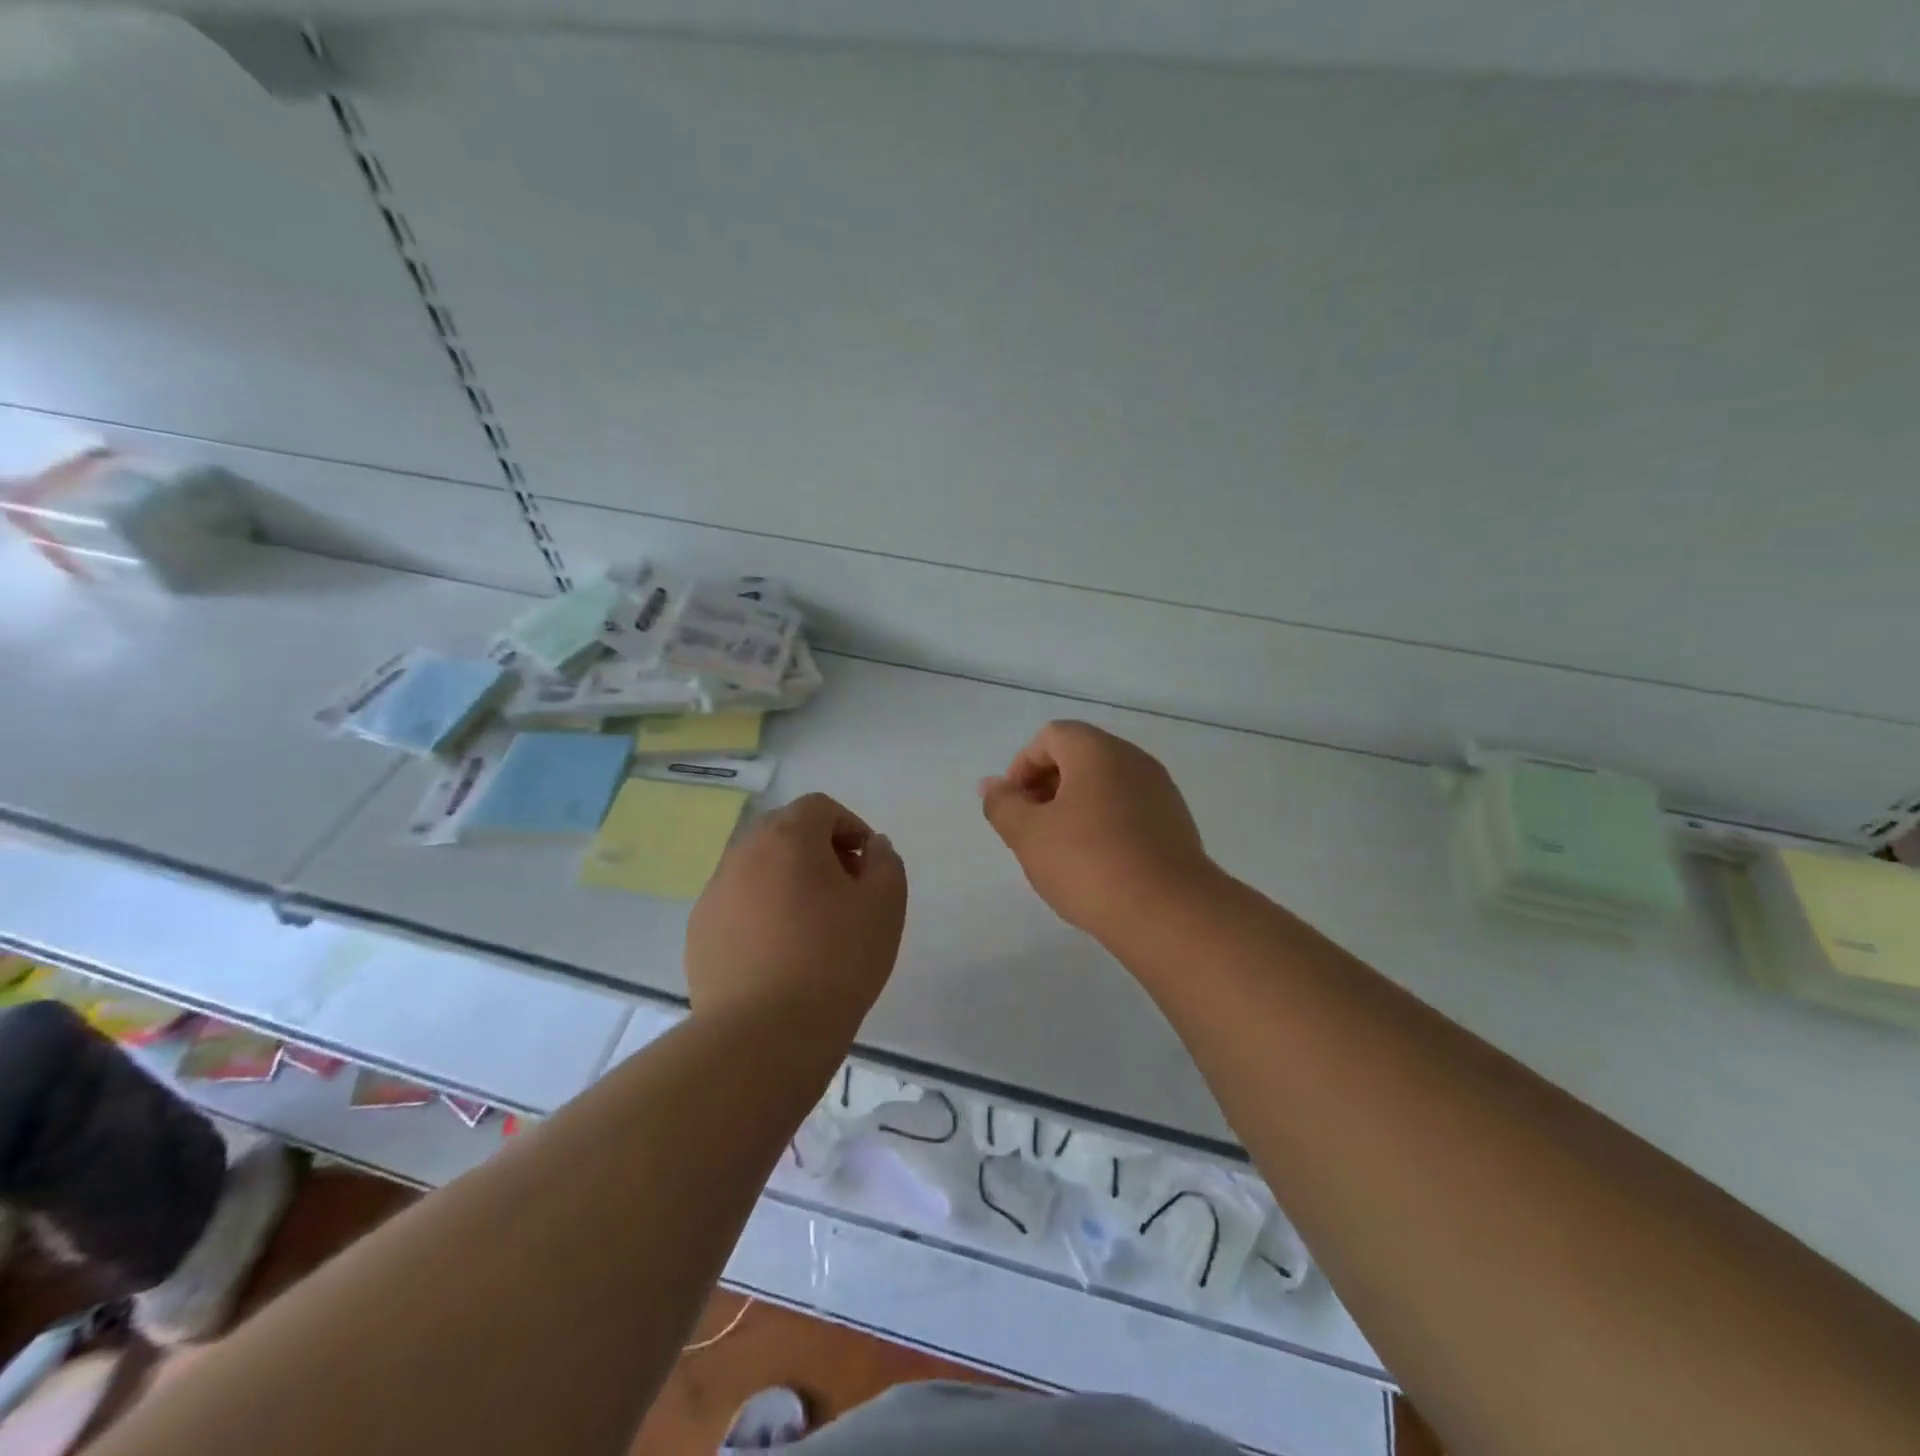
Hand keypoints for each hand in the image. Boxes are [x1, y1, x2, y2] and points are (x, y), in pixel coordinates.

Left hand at [686, 793, 907, 1032]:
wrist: (765, 1035)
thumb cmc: (836, 960)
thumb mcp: (885, 904)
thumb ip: (886, 861)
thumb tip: (872, 847)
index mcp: (788, 837)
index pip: (819, 807)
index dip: (850, 827)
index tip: (867, 866)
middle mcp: (743, 854)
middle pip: (784, 832)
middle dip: (818, 851)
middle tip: (844, 891)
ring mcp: (714, 894)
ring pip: (758, 869)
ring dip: (787, 882)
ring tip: (811, 927)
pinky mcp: (699, 933)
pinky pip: (737, 905)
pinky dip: (761, 913)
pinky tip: (779, 955)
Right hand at [980, 720, 1217, 945]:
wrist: (1168, 912)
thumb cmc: (1088, 863)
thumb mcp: (1029, 835)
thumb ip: (1003, 804)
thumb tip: (992, 785)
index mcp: (1098, 751)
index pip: (1051, 736)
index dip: (1023, 765)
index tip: (1014, 806)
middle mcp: (1133, 760)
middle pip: (1080, 756)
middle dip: (1047, 785)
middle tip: (1032, 828)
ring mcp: (1160, 791)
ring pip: (1106, 784)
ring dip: (1075, 806)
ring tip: (1061, 850)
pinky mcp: (1176, 823)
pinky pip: (1129, 809)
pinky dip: (1105, 823)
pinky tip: (1097, 864)